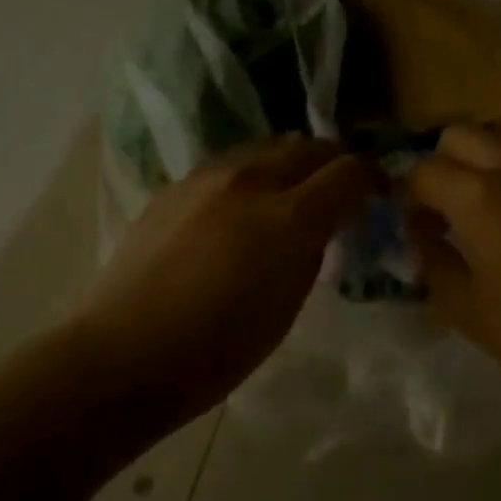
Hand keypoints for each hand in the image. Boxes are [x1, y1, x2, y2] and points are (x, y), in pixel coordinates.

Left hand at [77, 136, 376, 412]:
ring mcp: (207, 178)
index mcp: (289, 216)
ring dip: (290, 165)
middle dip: (333, 163)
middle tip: (338, 192)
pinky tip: (239, 211)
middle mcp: (251, 180)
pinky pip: (228, 166)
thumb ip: (310, 251)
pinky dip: (250, 177)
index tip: (377, 195)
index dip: (372, 178)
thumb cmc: (218, 349)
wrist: (123, 354)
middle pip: (308, 146)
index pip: (348, 171)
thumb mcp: (288, 305)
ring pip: (266, 148)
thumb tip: (318, 226)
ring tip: (289, 197)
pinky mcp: (175, 186)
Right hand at [403, 125, 500, 394]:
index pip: (423, 170)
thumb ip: (432, 261)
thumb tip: (421, 231)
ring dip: (477, 166)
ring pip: (498, 141)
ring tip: (481, 216)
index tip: (413, 228)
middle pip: (458, 136)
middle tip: (442, 211)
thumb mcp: (467, 309)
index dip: (407, 197)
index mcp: (480, 195)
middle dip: (439, 164)